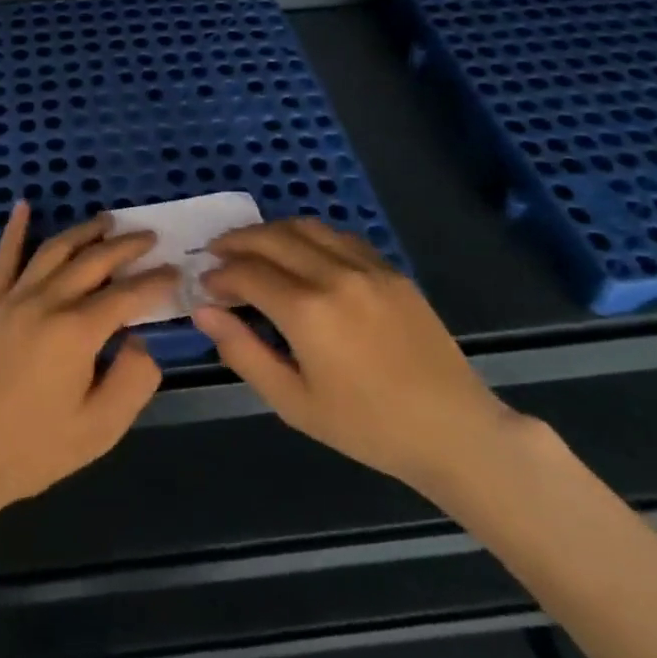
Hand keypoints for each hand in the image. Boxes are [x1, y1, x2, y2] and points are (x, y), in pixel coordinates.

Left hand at [0, 201, 175, 519]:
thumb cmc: (31, 450)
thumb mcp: (98, 430)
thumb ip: (132, 380)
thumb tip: (140, 340)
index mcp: (77, 332)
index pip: (127, 295)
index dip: (156, 281)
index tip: (176, 272)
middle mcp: (46, 302)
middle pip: (94, 261)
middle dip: (126, 246)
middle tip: (149, 237)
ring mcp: (11, 298)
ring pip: (54, 250)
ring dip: (84, 232)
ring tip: (107, 221)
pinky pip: (4, 257)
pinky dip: (16, 229)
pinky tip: (23, 206)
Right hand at [193, 218, 519, 495]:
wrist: (453, 431)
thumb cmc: (367, 426)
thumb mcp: (293, 402)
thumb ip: (243, 351)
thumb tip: (203, 310)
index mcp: (307, 311)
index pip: (246, 273)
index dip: (219, 275)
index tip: (205, 286)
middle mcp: (333, 275)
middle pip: (270, 238)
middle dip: (236, 242)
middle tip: (217, 255)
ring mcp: (366, 267)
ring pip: (304, 227)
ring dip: (270, 231)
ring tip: (252, 247)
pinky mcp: (389, 269)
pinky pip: (338, 236)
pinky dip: (308, 235)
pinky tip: (300, 252)